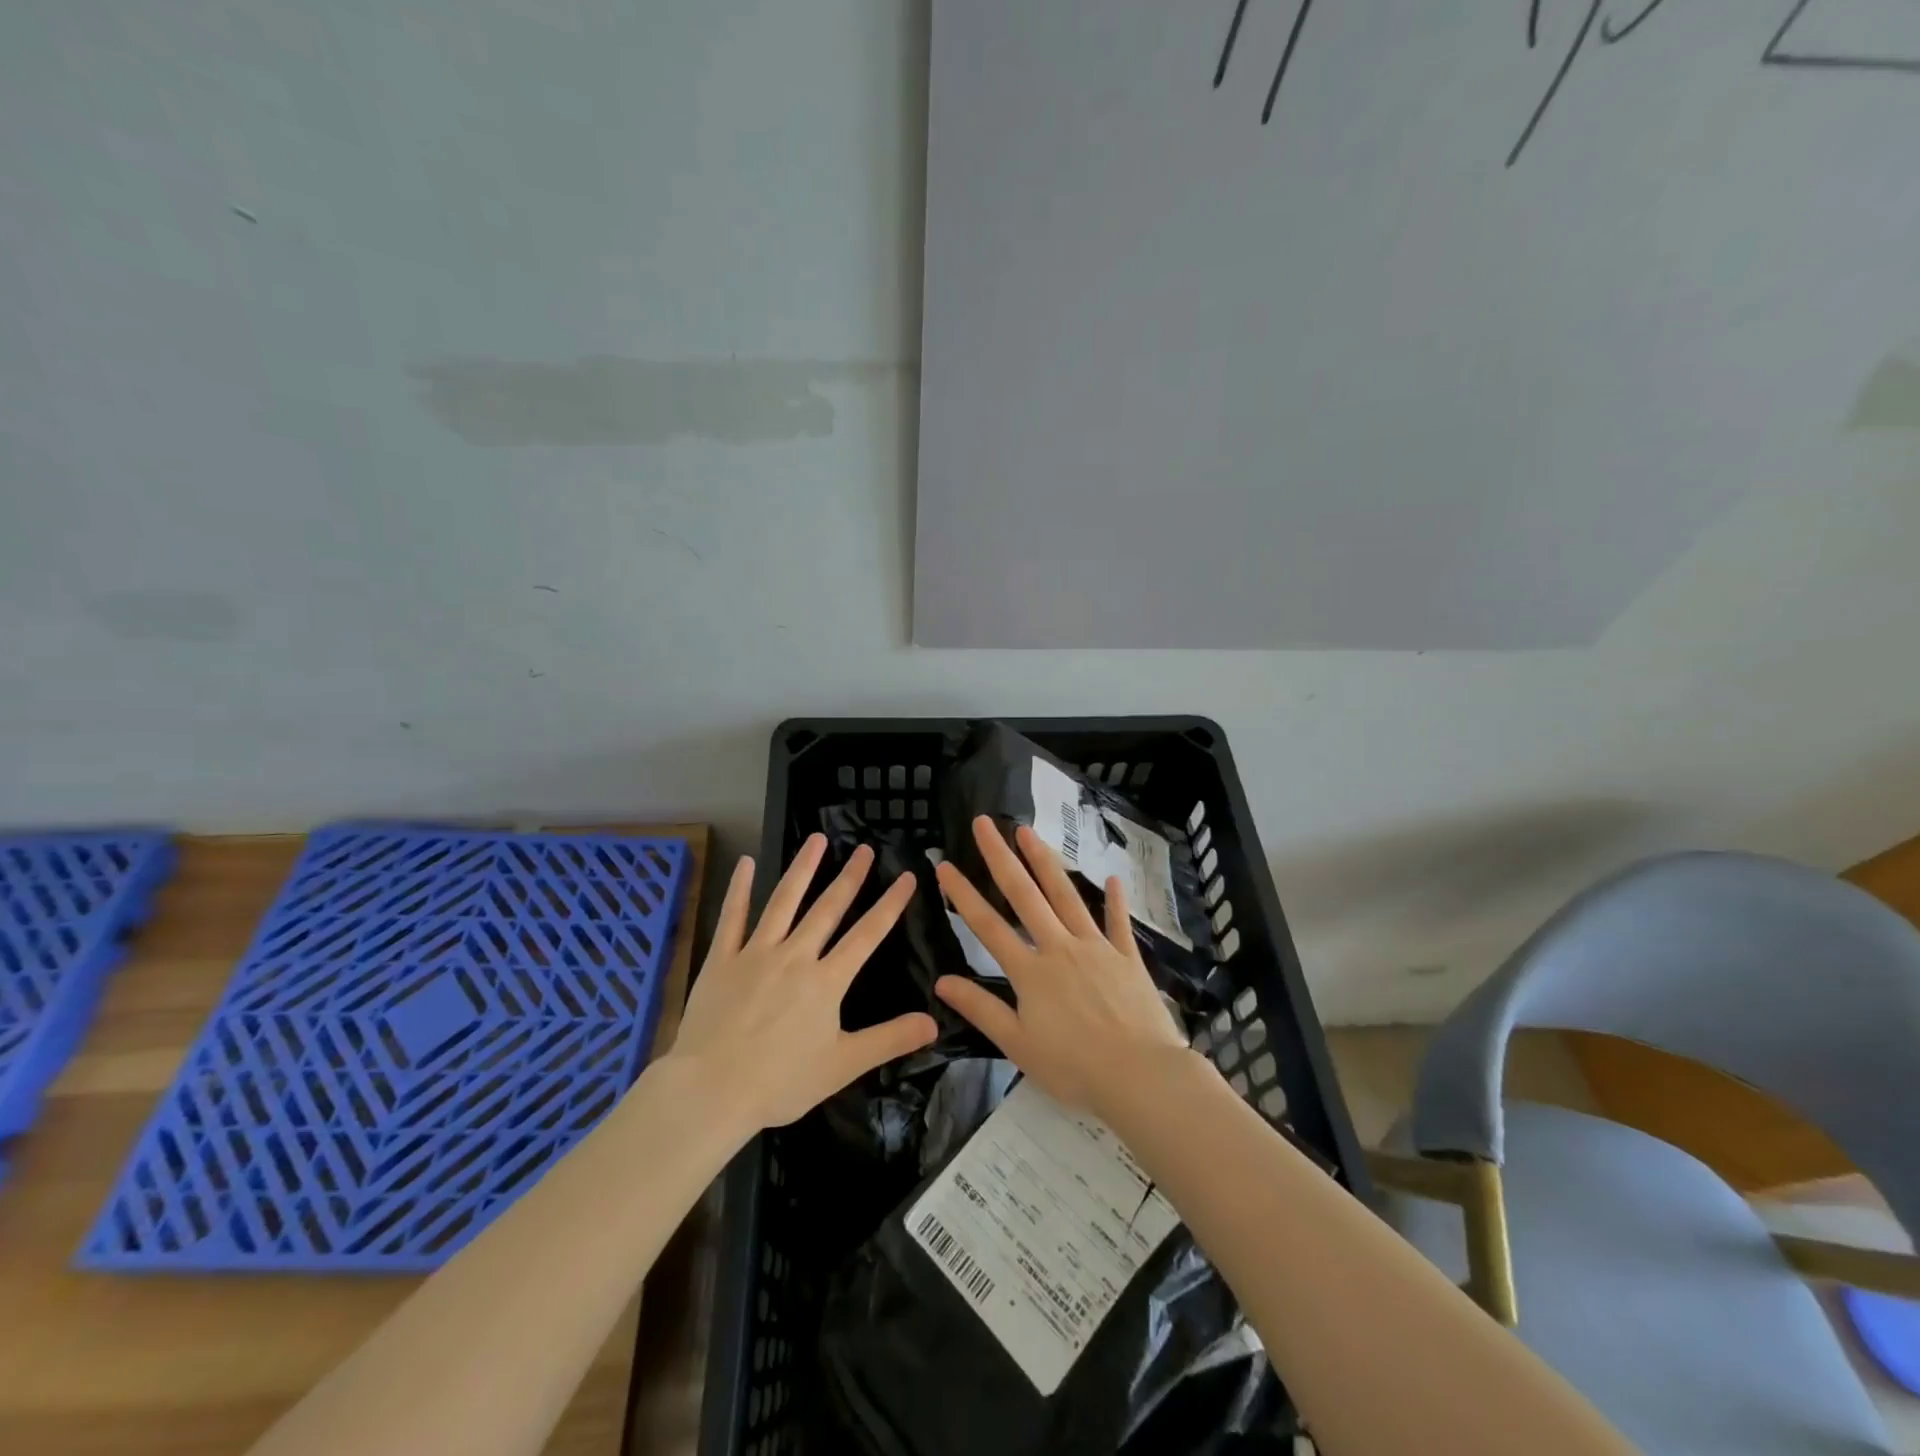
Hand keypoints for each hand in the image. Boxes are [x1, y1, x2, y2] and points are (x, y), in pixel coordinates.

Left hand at [669, 833, 937, 1131]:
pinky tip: (746, 862)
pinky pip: (733, 917)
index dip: (890, 904)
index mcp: (827, 981)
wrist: (710, 1091)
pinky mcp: (722, 958)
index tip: (907, 876)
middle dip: (850, 877)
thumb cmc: (780, 1082)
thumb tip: (935, 1023)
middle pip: (828, 908)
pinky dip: (740, 889)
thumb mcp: (843, 1066)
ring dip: (803, 869)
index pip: (867, 934)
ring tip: (817, 839)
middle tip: (865, 848)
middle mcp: (795, 956)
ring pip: (784, 901)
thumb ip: (889, 1040)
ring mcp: (756, 952)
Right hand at [933, 816, 1187, 1121]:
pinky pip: (1118, 922)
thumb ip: (981, 1009)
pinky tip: (1113, 878)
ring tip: (1028, 832)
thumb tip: (941, 981)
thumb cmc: (1074, 1067)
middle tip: (985, 823)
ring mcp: (1096, 947)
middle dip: (1001, 856)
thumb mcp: (1018, 1045)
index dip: (963, 894)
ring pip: (1066, 895)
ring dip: (1044, 861)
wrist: (1140, 1075)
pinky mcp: (1127, 957)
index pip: (988, 925)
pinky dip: (1115, 900)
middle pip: (1024, 894)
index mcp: (1030, 971)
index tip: (945, 864)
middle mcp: (1059, 946)